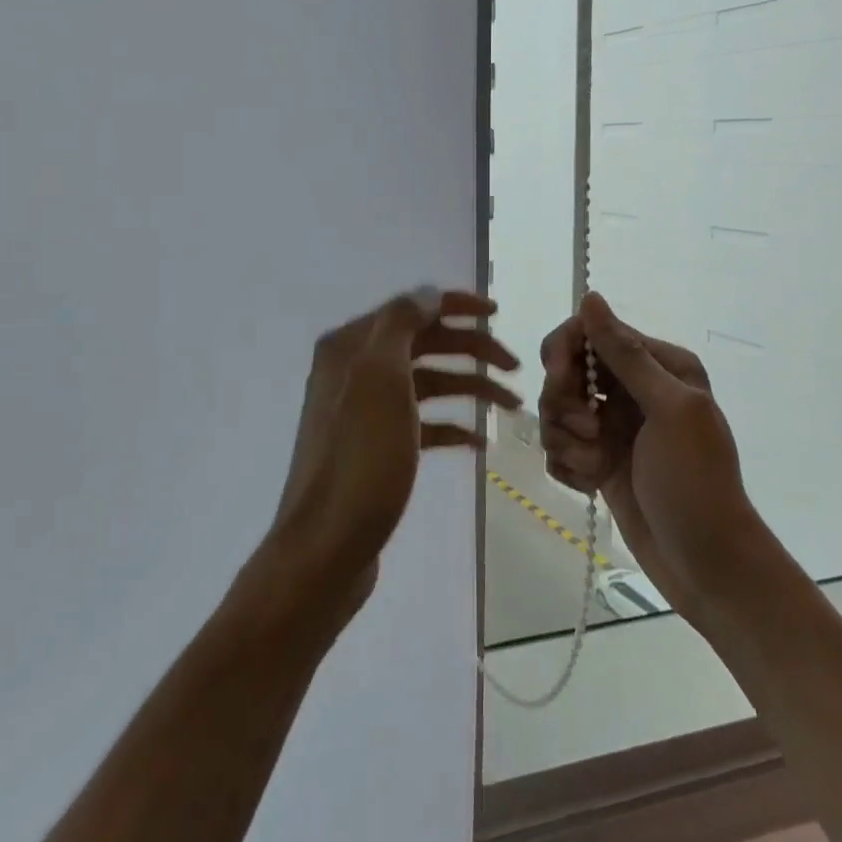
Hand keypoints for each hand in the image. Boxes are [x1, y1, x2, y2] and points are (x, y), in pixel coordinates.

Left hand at [271, 287, 520, 618]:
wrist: (325, 548)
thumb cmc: (360, 458)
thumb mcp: (380, 379)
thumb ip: (402, 324)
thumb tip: (427, 293)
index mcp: (351, 346)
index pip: (411, 307)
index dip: (455, 305)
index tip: (498, 314)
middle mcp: (354, 370)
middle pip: (423, 343)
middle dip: (471, 350)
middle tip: (515, 368)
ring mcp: (364, 411)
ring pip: (426, 383)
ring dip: (469, 386)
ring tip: (511, 407)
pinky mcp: (376, 447)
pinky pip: (420, 422)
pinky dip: (450, 424)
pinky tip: (478, 440)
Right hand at [538, 292, 757, 619]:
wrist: (708, 566)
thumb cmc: (696, 483)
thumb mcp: (669, 410)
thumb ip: (626, 354)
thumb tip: (590, 297)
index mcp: (657, 365)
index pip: (590, 333)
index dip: (565, 352)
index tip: (559, 381)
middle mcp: (633, 389)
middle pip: (565, 371)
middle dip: (564, 402)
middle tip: (588, 431)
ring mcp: (613, 426)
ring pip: (556, 411)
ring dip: (567, 440)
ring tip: (595, 467)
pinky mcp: (598, 461)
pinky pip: (559, 447)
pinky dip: (567, 465)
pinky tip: (590, 485)